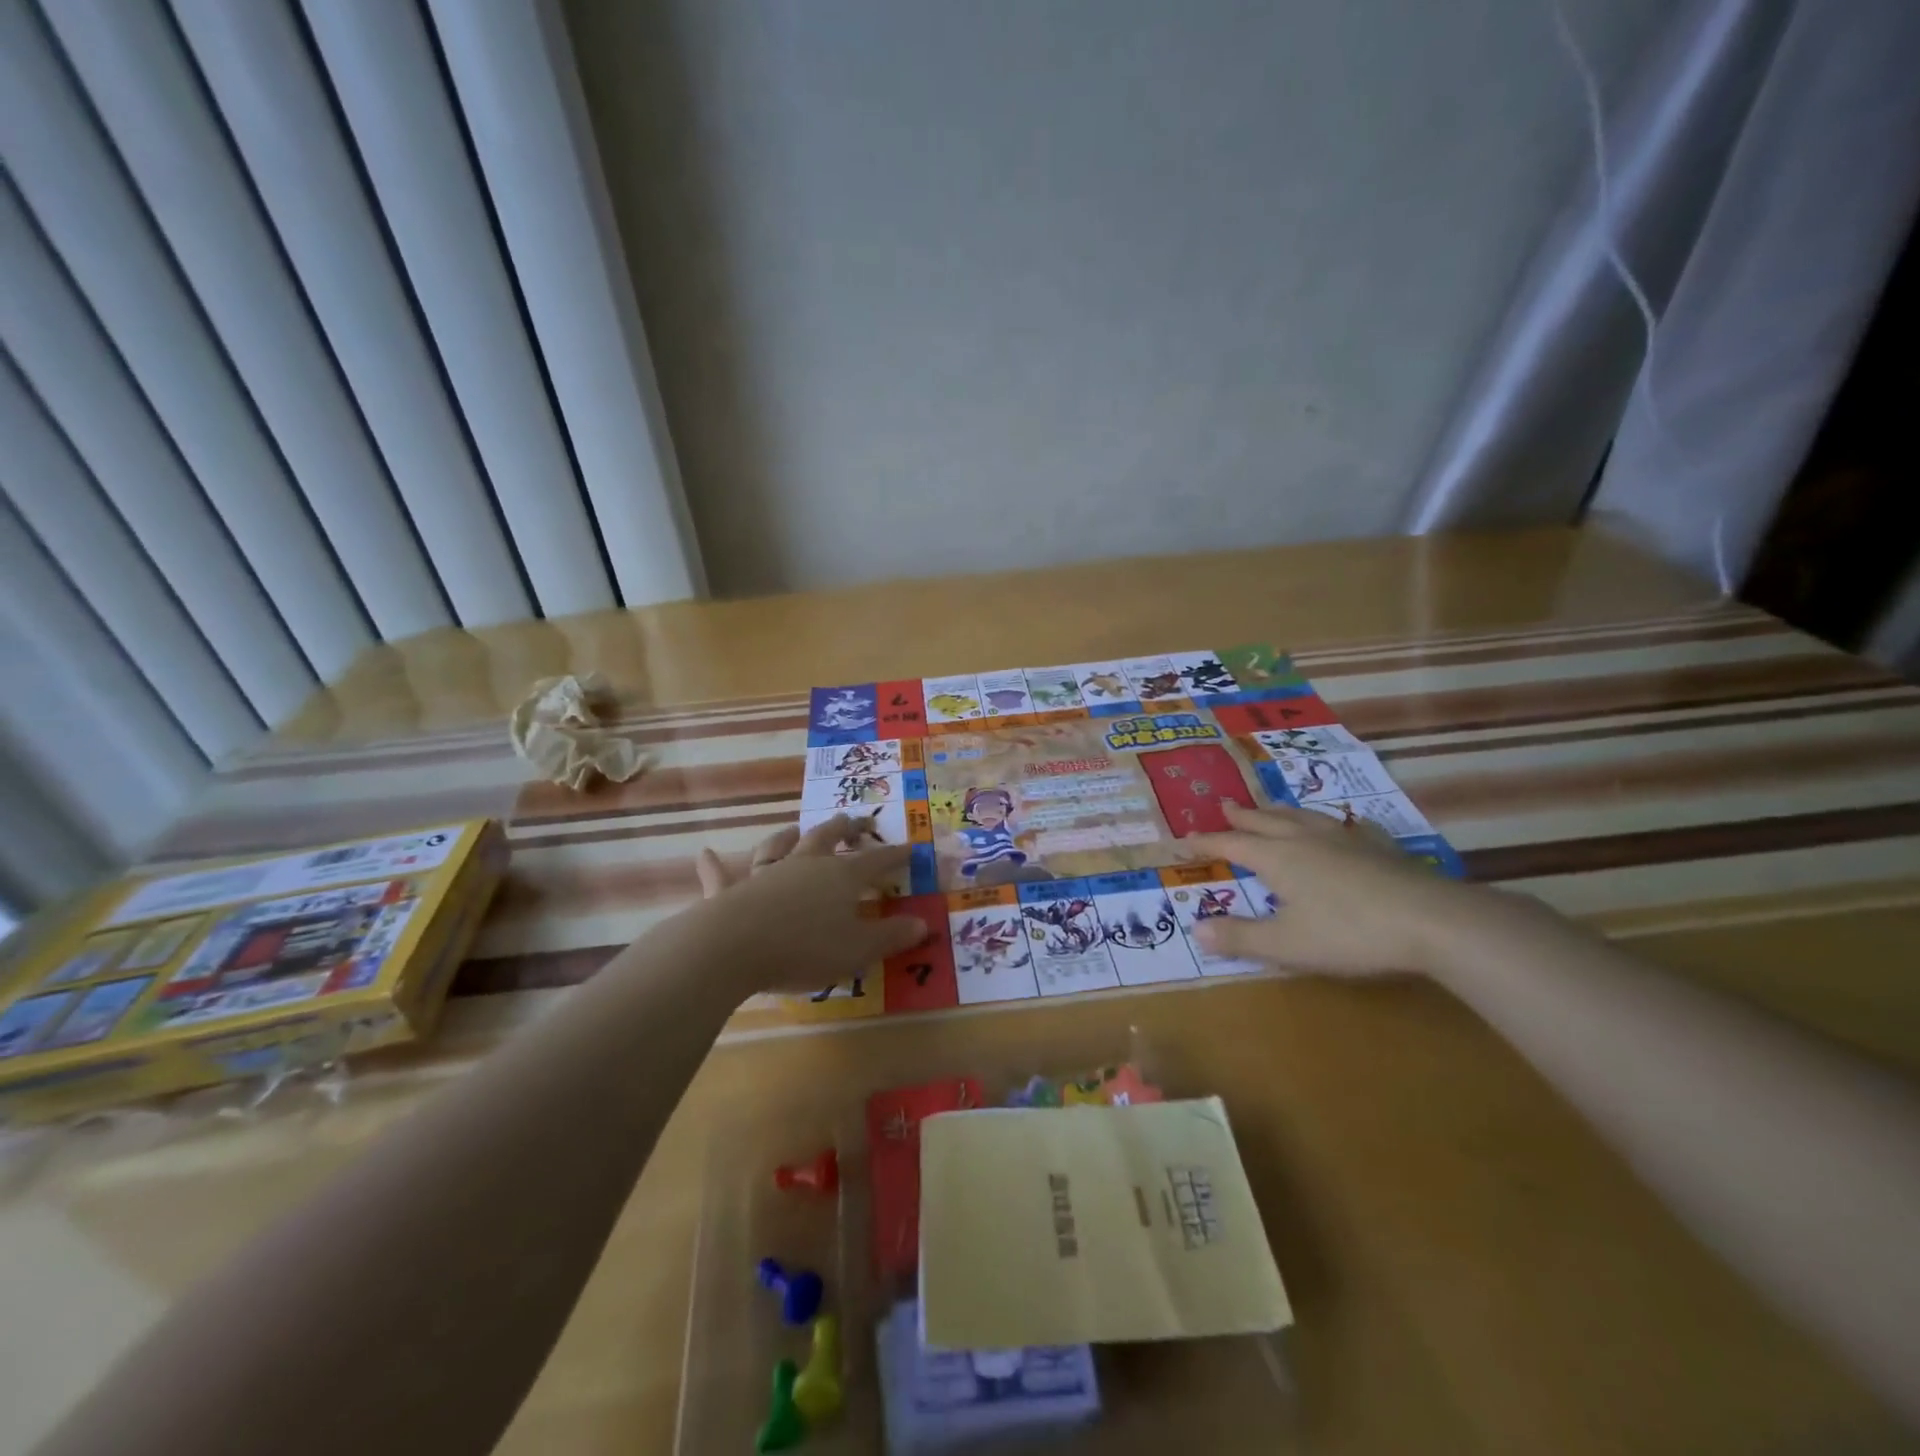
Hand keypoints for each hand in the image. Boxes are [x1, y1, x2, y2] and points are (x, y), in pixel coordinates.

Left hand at [690, 816, 928, 994]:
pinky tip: (705, 854)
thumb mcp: (858, 949)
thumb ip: (891, 936)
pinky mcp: (732, 891)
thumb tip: (923, 923)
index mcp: (841, 876)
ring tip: (793, 828)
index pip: (875, 861)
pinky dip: (714, 866)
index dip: (894, 856)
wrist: (735, 947)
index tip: (909, 849)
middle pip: (828, 838)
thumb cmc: (805, 947)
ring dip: (787, 835)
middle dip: (844, 829)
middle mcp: (805, 865)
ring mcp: (767, 874)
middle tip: (854, 821)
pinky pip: (722, 876)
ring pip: (778, 846)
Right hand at [1185, 801, 1480, 976]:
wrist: (1430, 920)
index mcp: (1278, 859)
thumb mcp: (1286, 944)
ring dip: (1280, 812)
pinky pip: (1348, 827)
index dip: (1207, 843)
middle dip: (1241, 816)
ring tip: (1271, 808)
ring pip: (1303, 817)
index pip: (1232, 845)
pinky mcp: (1379, 848)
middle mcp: (1305, 840)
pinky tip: (1346, 826)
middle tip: (1224, 805)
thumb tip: (1196, 929)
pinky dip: (1334, 824)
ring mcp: (1345, 840)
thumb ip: (1240, 937)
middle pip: (1265, 821)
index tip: (1185, 840)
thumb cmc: (1349, 933)